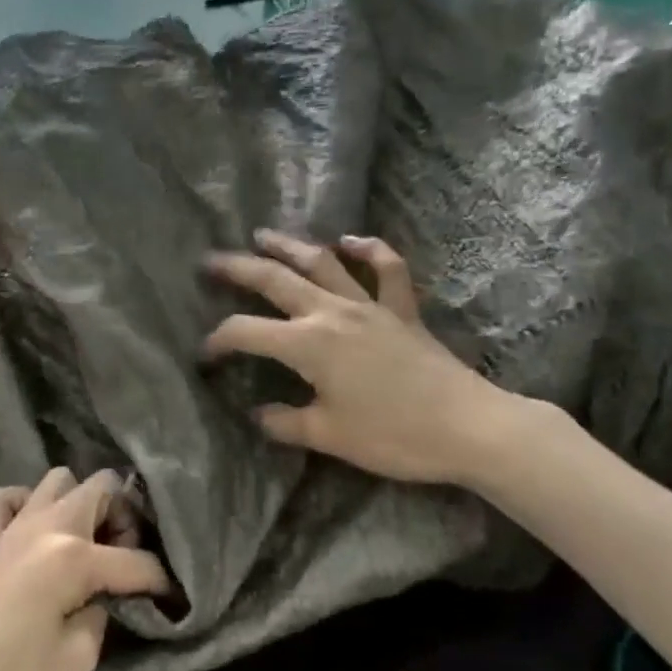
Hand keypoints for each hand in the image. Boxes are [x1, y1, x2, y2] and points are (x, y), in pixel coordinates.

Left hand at [0, 468, 169, 670]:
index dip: (161, 581)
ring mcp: (11, 530)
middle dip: (124, 517)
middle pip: (99, 488)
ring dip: (81, 503)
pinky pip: (7, 499)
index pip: (135, 558)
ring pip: (57, 480)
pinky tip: (37, 535)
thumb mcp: (79, 661)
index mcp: (72, 556)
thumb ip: (103, 613)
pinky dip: (27, 504)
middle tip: (126, 562)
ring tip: (89, 546)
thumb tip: (106, 596)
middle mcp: (44, 527)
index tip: (176, 600)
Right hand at [201, 231, 519, 486]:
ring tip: (263, 234)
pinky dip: (369, 251)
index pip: (246, 332)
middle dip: (238, 268)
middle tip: (210, 260)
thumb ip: (285, 422)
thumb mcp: (329, 436)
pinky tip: (351, 241)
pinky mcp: (402, 310)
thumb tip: (258, 414)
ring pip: (323, 264)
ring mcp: (370, 305)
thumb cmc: (393, 435)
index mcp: (307, 344)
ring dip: (290, 246)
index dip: (218, 340)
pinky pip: (387, 270)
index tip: (203, 355)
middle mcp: (332, 313)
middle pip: (275, 280)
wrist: (467, 427)